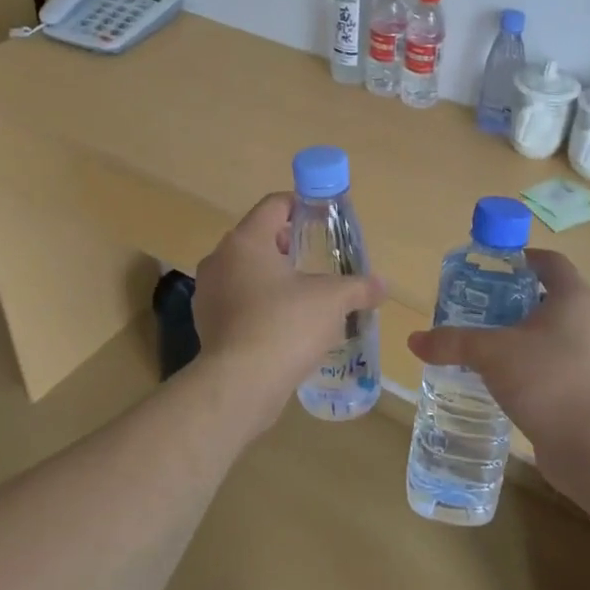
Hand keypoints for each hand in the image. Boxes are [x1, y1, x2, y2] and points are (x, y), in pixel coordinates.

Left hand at [192, 193, 385, 433]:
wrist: (240, 384)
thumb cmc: (286, 325)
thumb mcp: (332, 300)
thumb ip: (359, 287)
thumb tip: (382, 286)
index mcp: (246, 241)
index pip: (274, 205)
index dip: (301, 205)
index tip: (323, 218)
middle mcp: (220, 260)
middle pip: (258, 238)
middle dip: (288, 245)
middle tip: (318, 260)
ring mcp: (208, 293)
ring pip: (245, 272)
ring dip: (273, 278)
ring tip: (304, 296)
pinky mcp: (207, 324)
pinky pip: (238, 302)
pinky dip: (259, 305)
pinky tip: (284, 325)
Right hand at [406, 250, 589, 475]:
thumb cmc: (547, 380)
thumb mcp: (492, 354)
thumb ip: (453, 342)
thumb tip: (414, 340)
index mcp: (575, 297)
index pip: (550, 262)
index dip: (520, 259)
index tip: (489, 269)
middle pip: (549, 296)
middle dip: (512, 300)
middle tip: (477, 307)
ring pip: (552, 333)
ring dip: (521, 335)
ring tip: (484, 343)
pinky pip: (556, 363)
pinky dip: (531, 363)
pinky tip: (502, 378)